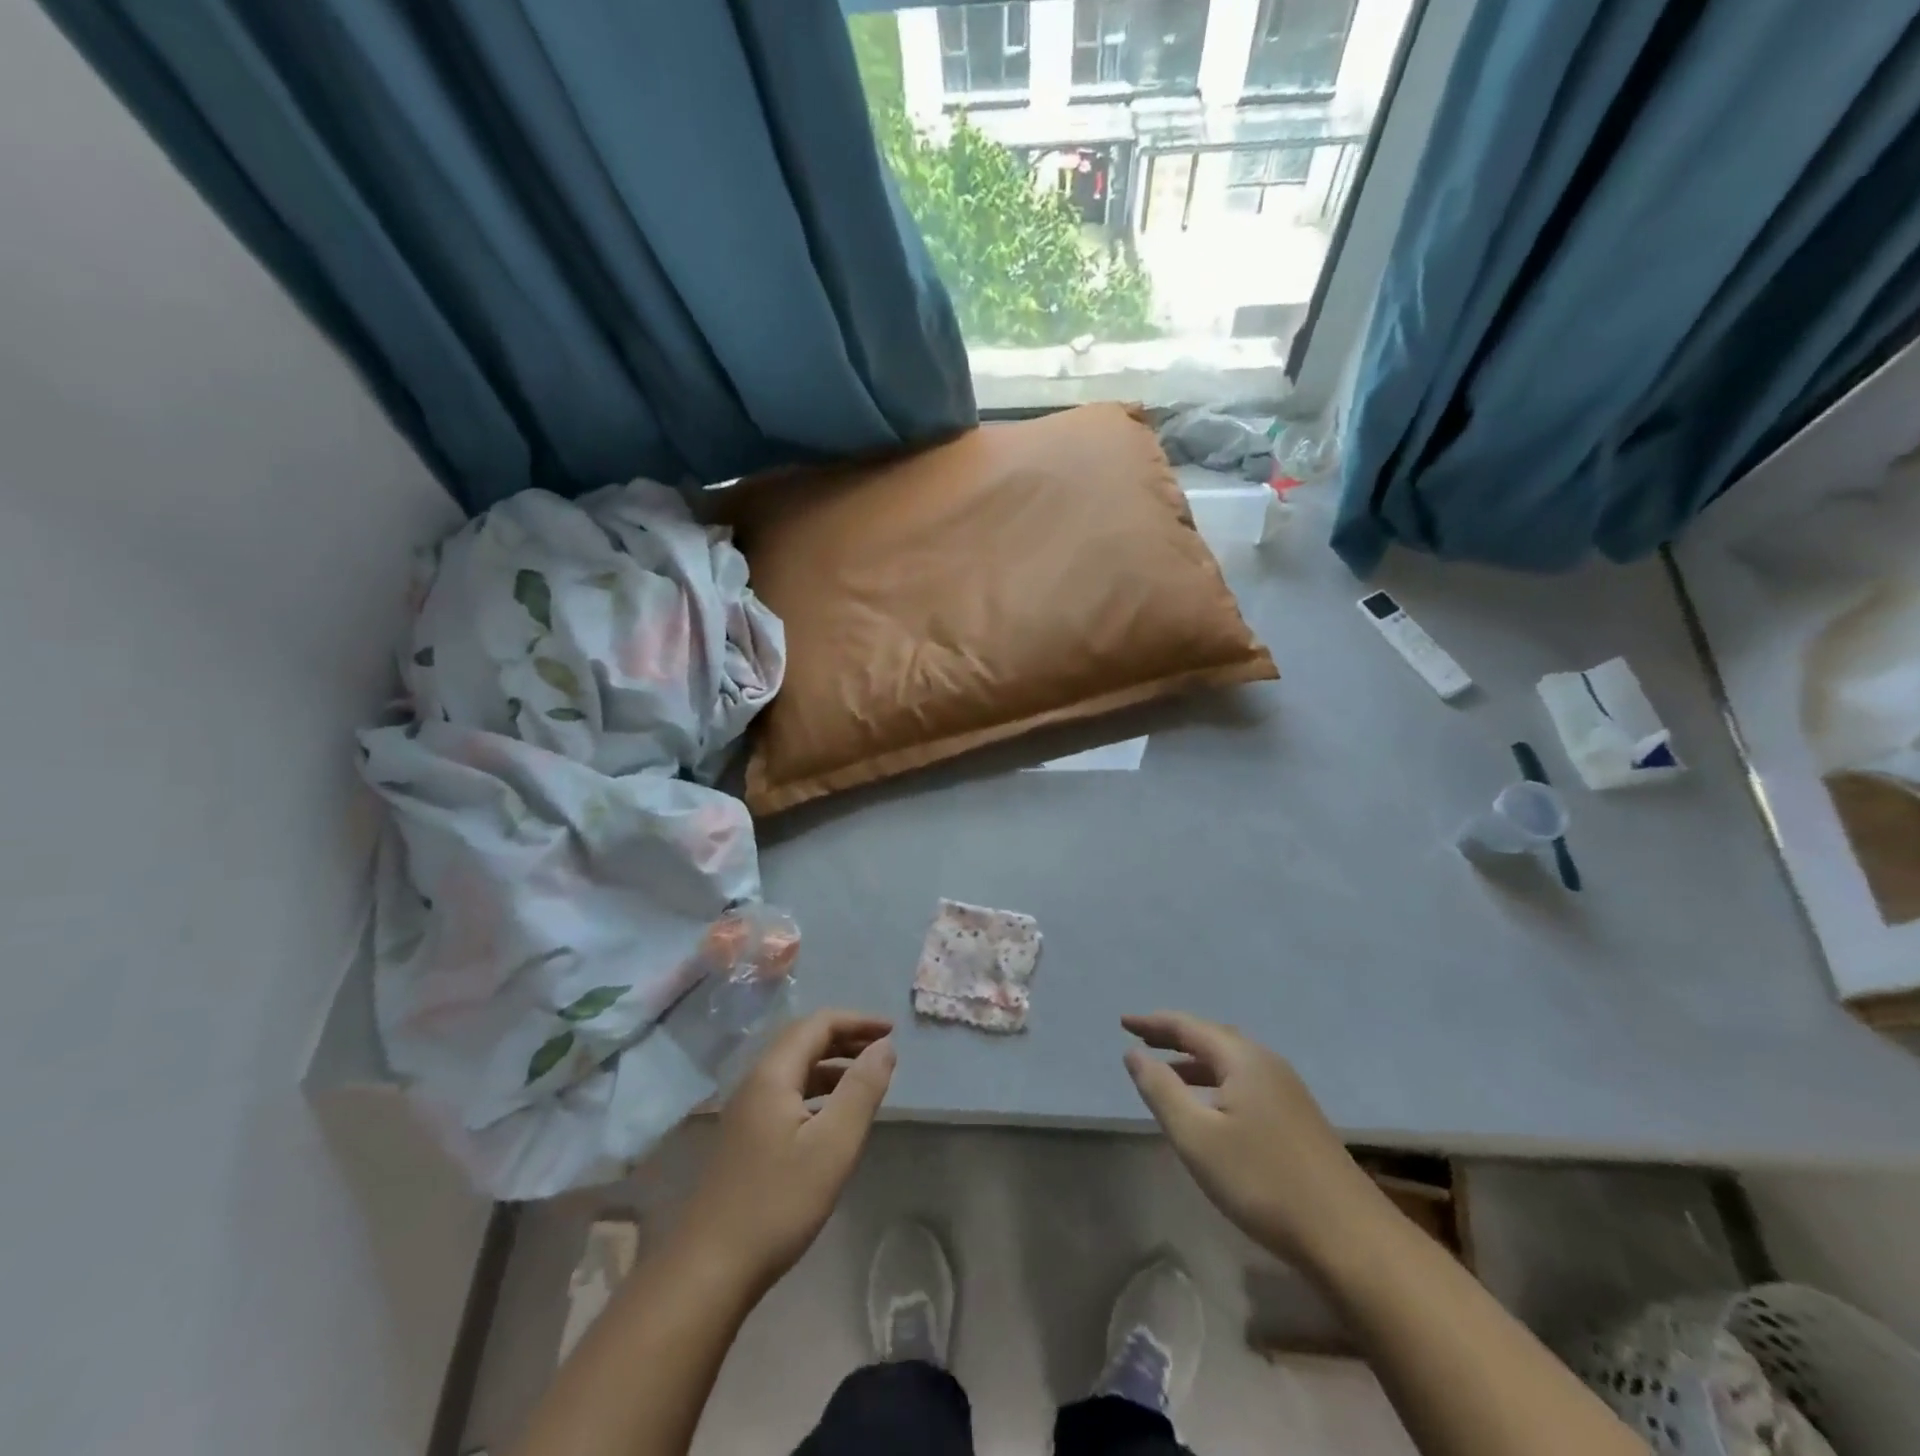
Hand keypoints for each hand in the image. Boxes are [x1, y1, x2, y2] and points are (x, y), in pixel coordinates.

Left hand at [677, 1010, 894, 1293]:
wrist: (708, 1270)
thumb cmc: (778, 1203)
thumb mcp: (833, 1145)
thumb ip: (861, 1089)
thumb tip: (884, 1046)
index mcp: (772, 1074)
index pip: (818, 1024)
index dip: (857, 1021)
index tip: (893, 1031)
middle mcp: (755, 1082)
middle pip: (804, 1041)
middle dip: (846, 1038)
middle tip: (884, 1049)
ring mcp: (746, 1111)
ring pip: (795, 1069)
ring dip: (832, 1065)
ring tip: (867, 1078)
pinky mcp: (745, 1137)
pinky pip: (787, 1094)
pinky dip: (817, 1090)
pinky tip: (833, 1115)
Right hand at [1122, 1011, 1380, 1266]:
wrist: (1350, 1238)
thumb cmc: (1263, 1182)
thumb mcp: (1197, 1137)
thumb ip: (1161, 1090)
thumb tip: (1134, 1054)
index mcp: (1243, 1059)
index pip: (1189, 1026)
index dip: (1153, 1023)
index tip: (1122, 1022)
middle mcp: (1267, 1064)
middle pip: (1213, 1038)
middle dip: (1175, 1037)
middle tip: (1142, 1040)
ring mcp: (1287, 1092)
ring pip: (1231, 1063)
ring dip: (1195, 1062)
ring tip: (1167, 1074)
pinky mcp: (1297, 1119)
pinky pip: (1245, 1083)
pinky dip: (1216, 1082)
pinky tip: (1209, 1109)